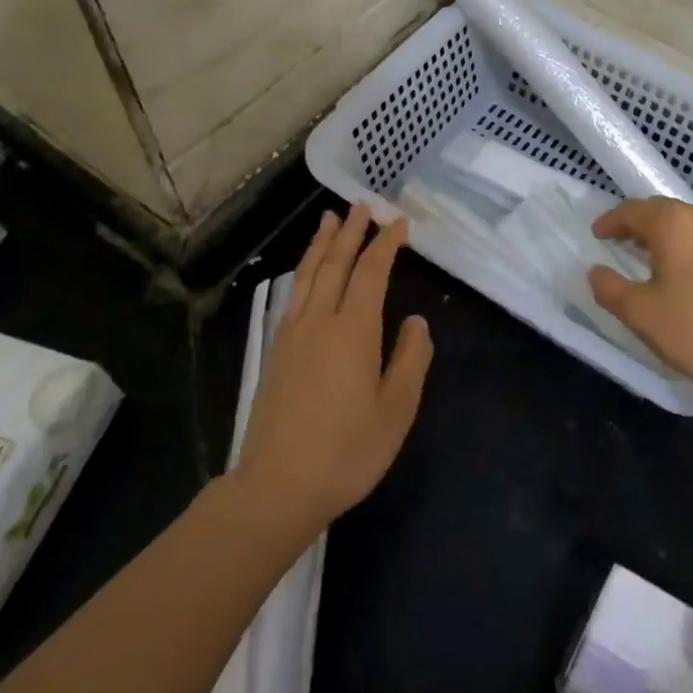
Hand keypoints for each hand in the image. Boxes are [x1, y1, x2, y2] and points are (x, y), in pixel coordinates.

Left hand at [237, 204, 433, 535]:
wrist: (277, 487)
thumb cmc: (346, 452)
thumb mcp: (396, 411)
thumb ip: (410, 360)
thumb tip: (415, 322)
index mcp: (353, 331)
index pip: (371, 273)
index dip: (386, 245)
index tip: (399, 223)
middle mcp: (319, 322)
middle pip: (335, 264)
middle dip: (350, 232)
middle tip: (363, 205)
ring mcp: (292, 335)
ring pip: (308, 275)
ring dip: (321, 244)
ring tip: (329, 219)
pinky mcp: (276, 352)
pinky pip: (293, 294)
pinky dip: (303, 271)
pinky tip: (306, 272)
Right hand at [588, 198, 692, 408]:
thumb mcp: (640, 314)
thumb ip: (609, 289)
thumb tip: (596, 272)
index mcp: (674, 226)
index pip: (633, 210)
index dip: (610, 220)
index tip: (596, 234)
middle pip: (662, 210)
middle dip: (637, 223)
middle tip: (618, 240)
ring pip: (687, 225)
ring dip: (663, 234)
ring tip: (648, 256)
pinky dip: (686, 246)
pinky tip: (683, 273)